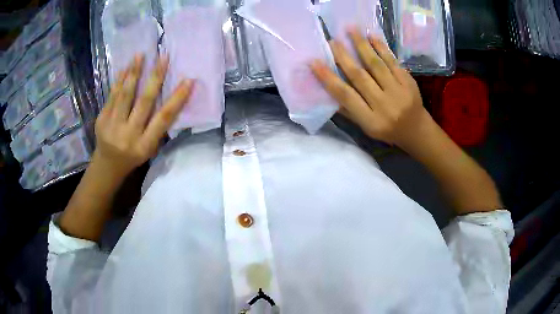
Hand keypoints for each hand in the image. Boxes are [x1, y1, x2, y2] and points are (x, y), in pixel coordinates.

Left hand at [93, 54, 192, 178]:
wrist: (107, 165)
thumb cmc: (133, 156)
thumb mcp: (149, 148)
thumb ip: (157, 127)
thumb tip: (170, 99)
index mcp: (145, 145)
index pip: (163, 119)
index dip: (177, 99)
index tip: (189, 80)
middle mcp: (129, 135)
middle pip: (144, 102)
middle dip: (155, 78)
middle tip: (163, 57)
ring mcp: (113, 126)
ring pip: (125, 95)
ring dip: (134, 73)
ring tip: (140, 55)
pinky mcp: (101, 119)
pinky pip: (112, 96)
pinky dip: (120, 80)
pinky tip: (126, 67)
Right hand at [310, 28, 433, 151]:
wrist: (417, 130)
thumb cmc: (388, 130)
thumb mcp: (366, 128)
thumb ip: (349, 110)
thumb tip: (327, 90)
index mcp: (371, 120)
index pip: (345, 96)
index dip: (328, 78)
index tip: (314, 62)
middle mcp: (384, 105)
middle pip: (360, 76)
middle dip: (343, 56)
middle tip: (331, 41)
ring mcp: (398, 92)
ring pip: (376, 65)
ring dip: (361, 45)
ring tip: (350, 29)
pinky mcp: (408, 82)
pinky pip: (392, 62)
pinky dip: (382, 48)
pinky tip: (371, 36)